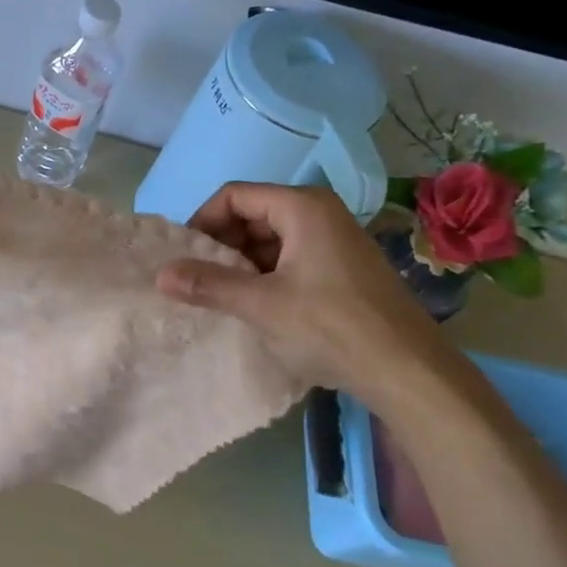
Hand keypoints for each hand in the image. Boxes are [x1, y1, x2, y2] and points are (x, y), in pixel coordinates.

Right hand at [156, 183, 459, 403]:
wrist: (408, 370)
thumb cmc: (331, 327)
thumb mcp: (261, 305)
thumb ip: (208, 284)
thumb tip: (159, 274)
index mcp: (302, 207)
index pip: (234, 196)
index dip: (202, 222)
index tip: (183, 257)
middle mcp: (319, 213)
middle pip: (252, 214)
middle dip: (220, 245)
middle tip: (198, 280)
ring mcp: (334, 241)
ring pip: (269, 239)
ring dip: (240, 264)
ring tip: (220, 297)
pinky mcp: (341, 268)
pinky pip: (289, 258)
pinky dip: (264, 275)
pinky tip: (253, 306)